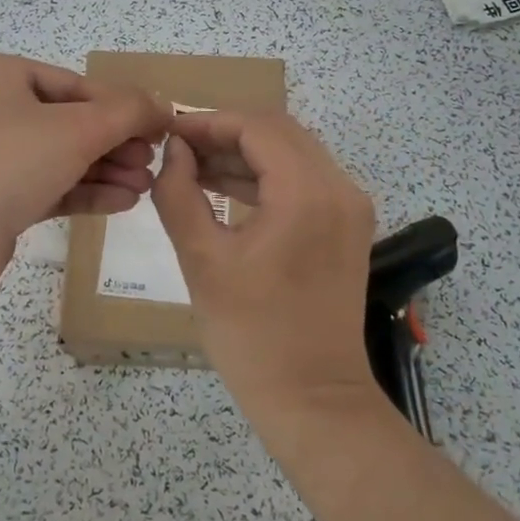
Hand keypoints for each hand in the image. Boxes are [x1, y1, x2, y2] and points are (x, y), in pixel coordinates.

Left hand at [0, 53, 171, 303]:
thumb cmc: (7, 163)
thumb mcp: (77, 128)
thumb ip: (127, 112)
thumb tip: (163, 105)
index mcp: (2, 76)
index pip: (78, 86)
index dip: (124, 107)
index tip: (162, 129)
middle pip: (72, 122)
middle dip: (116, 143)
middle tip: (152, 161)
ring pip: (63, 157)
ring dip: (107, 169)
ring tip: (145, 186)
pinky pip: (51, 187)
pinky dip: (86, 191)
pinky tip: (124, 202)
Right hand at [150, 111, 378, 421]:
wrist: (314, 398)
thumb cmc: (251, 334)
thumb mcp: (202, 260)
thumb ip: (179, 194)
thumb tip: (174, 153)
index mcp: (307, 192)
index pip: (257, 127)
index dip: (209, 122)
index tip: (169, 132)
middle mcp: (339, 188)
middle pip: (279, 133)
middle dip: (226, 133)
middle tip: (179, 148)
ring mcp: (349, 208)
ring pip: (292, 154)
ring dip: (245, 155)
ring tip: (194, 168)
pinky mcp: (347, 228)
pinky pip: (304, 181)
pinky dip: (266, 178)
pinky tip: (226, 188)